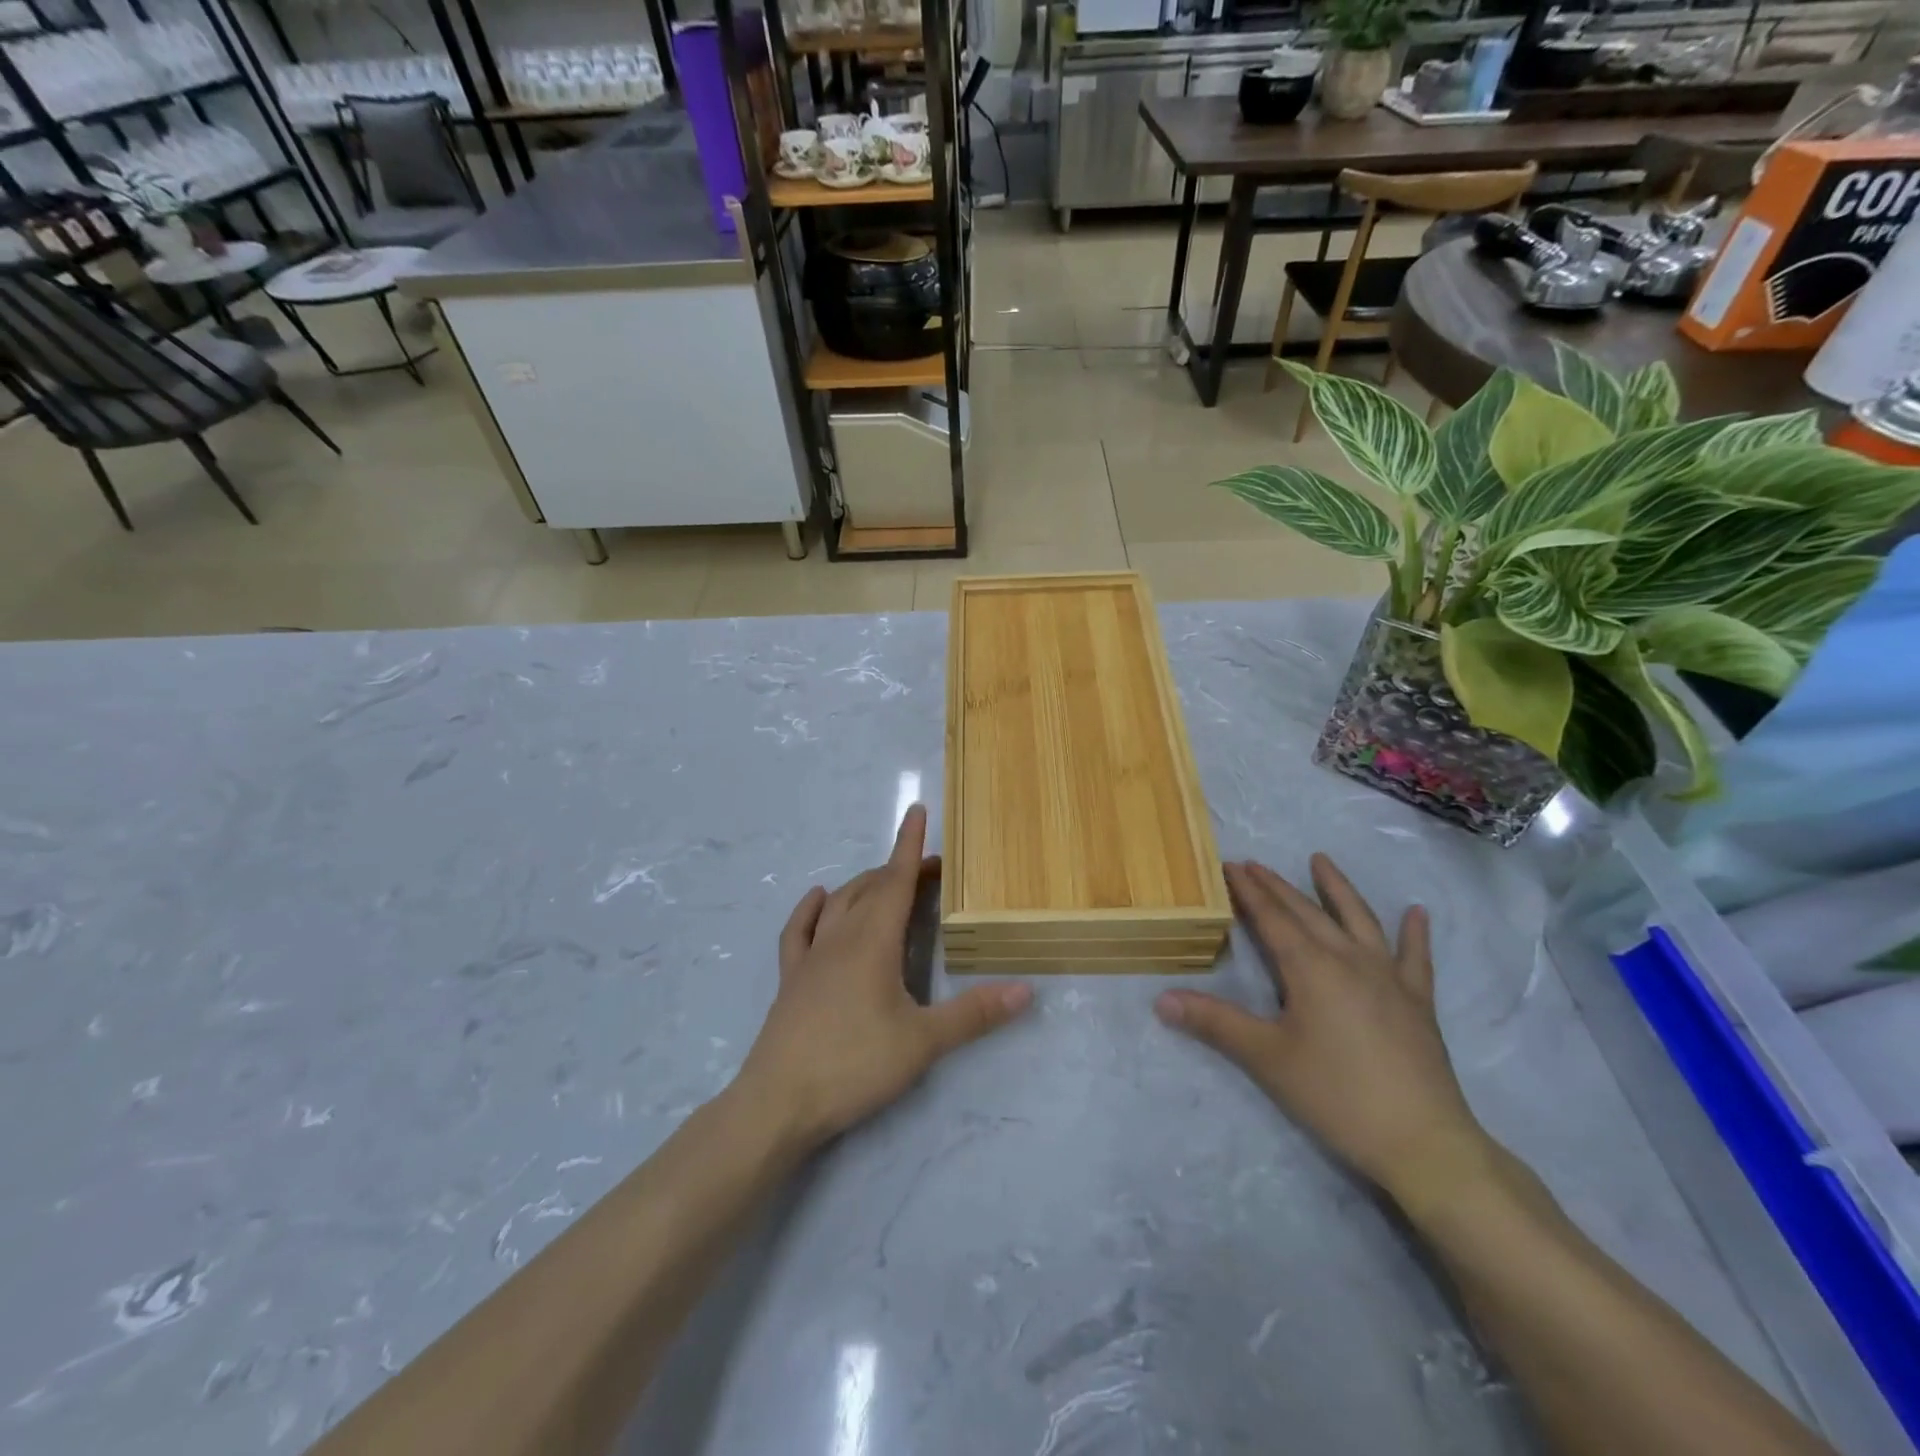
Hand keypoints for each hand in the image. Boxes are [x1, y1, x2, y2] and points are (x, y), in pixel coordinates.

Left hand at [737, 805, 1032, 1149]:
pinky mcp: (791, 978)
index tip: (917, 811)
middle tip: (930, 870)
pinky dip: (811, 908)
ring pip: (839, 903)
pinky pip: (799, 930)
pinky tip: (819, 899)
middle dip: (900, 869)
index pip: (897, 880)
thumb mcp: (922, 1042)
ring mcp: (811, 956)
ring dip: (864, 884)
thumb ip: (973, 1014)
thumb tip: (1025, 990)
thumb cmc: (854, 1065)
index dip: (910, 845)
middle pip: (872, 888)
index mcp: (873, 941)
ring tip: (886, 881)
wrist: (778, 1101)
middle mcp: (841, 937)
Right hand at [1156, 856, 1490, 1207]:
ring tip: (1322, 860)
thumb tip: (1161, 999)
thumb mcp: (1266, 1058)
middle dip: (1277, 886)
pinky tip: (1417, 912)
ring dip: (1338, 889)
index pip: (1271, 918)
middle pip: (1307, 912)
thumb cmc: (1336, 1095)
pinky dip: (1415, 933)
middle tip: (1254, 864)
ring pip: (1358, 920)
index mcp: (1310, 968)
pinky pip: (1416, 958)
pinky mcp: (1418, 1002)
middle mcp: (1349, 959)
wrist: (1422, 1142)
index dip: (1249, 891)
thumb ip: (1214, 1023)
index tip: (1230, 866)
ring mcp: (1389, 978)